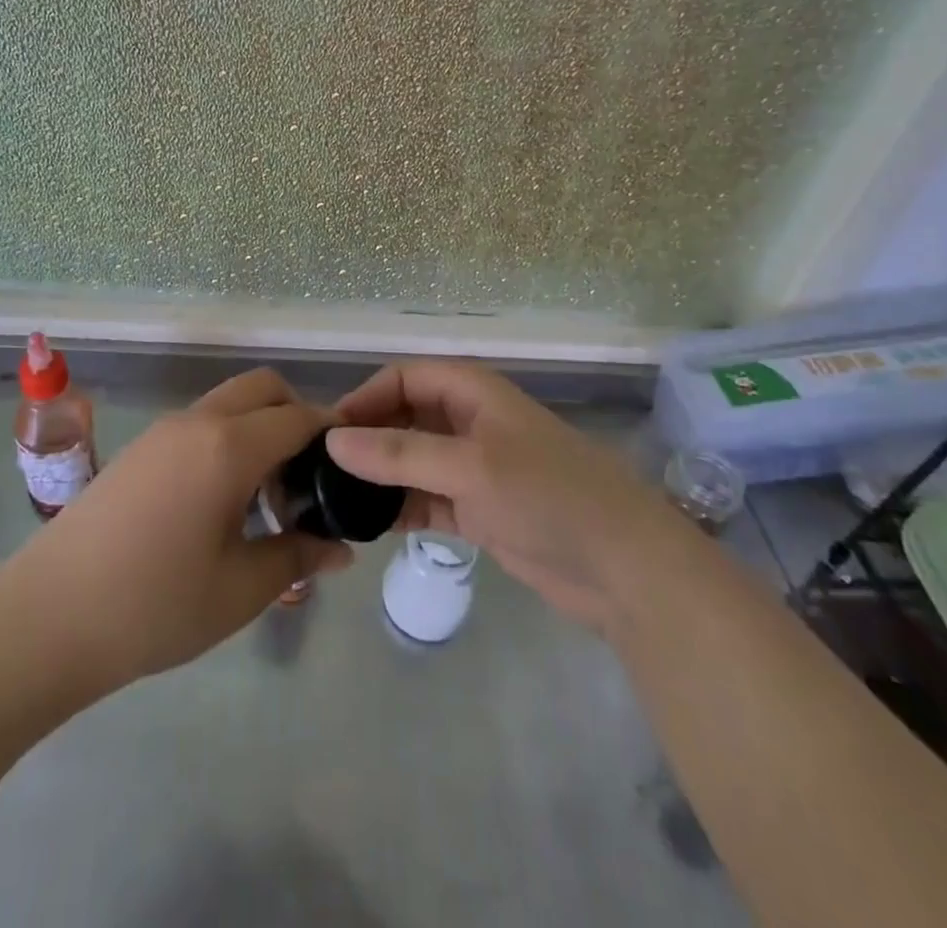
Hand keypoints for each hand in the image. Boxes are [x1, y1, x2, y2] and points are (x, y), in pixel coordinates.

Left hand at [10, 368, 351, 690]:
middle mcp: (197, 421)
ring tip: (265, 499)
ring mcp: (163, 431)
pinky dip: (228, 440)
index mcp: (229, 446)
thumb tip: (340, 548)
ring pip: (230, 403)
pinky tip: (221, 503)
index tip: (351, 468)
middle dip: (297, 416)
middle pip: (264, 388)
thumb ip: (297, 556)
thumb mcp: (239, 589)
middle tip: (307, 479)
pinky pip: (201, 424)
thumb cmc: (153, 606)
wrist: (46, 618)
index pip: (299, 417)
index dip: (333, 435)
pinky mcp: (139, 449)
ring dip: (260, 429)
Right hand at [328, 361, 655, 629]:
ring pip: (411, 461)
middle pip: (404, 417)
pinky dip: (399, 508)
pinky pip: (425, 498)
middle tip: (321, 471)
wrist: (624, 568)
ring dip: (378, 476)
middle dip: (367, 438)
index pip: (404, 378)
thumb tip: (332, 441)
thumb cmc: (547, 495)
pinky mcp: (478, 510)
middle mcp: (469, 422)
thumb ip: (398, 453)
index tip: (328, 433)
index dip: (365, 398)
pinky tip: (367, 525)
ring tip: (334, 500)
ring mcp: (473, 468)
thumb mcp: (468, 466)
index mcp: (472, 392)